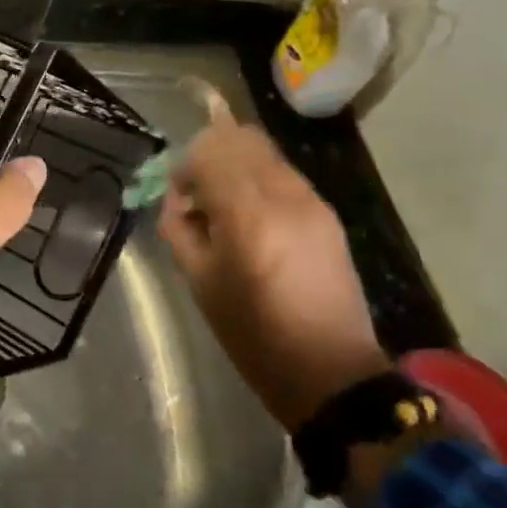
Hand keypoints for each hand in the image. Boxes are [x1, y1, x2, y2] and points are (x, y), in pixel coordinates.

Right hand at [159, 115, 388, 431]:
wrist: (329, 370)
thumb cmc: (252, 333)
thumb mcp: (199, 281)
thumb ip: (178, 227)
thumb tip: (177, 198)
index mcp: (246, 214)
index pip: (210, 150)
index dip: (186, 165)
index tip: (179, 194)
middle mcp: (282, 195)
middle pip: (241, 137)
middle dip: (211, 155)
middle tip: (199, 192)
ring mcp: (311, 200)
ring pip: (265, 152)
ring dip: (237, 165)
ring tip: (227, 206)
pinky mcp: (327, 212)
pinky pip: (284, 175)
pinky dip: (260, 181)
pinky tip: (255, 219)